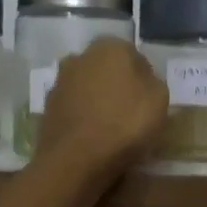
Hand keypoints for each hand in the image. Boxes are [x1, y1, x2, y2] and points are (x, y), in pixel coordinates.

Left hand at [34, 38, 169, 183]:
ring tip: (111, 129)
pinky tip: (92, 137)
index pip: (135, 57)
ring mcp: (60, 82)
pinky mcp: (47, 107)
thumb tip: (143, 80)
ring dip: (97, 101)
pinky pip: (73, 108)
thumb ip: (153, 83)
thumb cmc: (124, 124)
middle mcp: (80, 56)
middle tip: (131, 113)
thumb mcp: (159, 100)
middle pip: (107, 70)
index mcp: (110, 47)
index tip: (150, 101)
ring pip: (87, 88)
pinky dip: (82, 117)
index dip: (145, 80)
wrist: (75, 159)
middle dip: (117, 86)